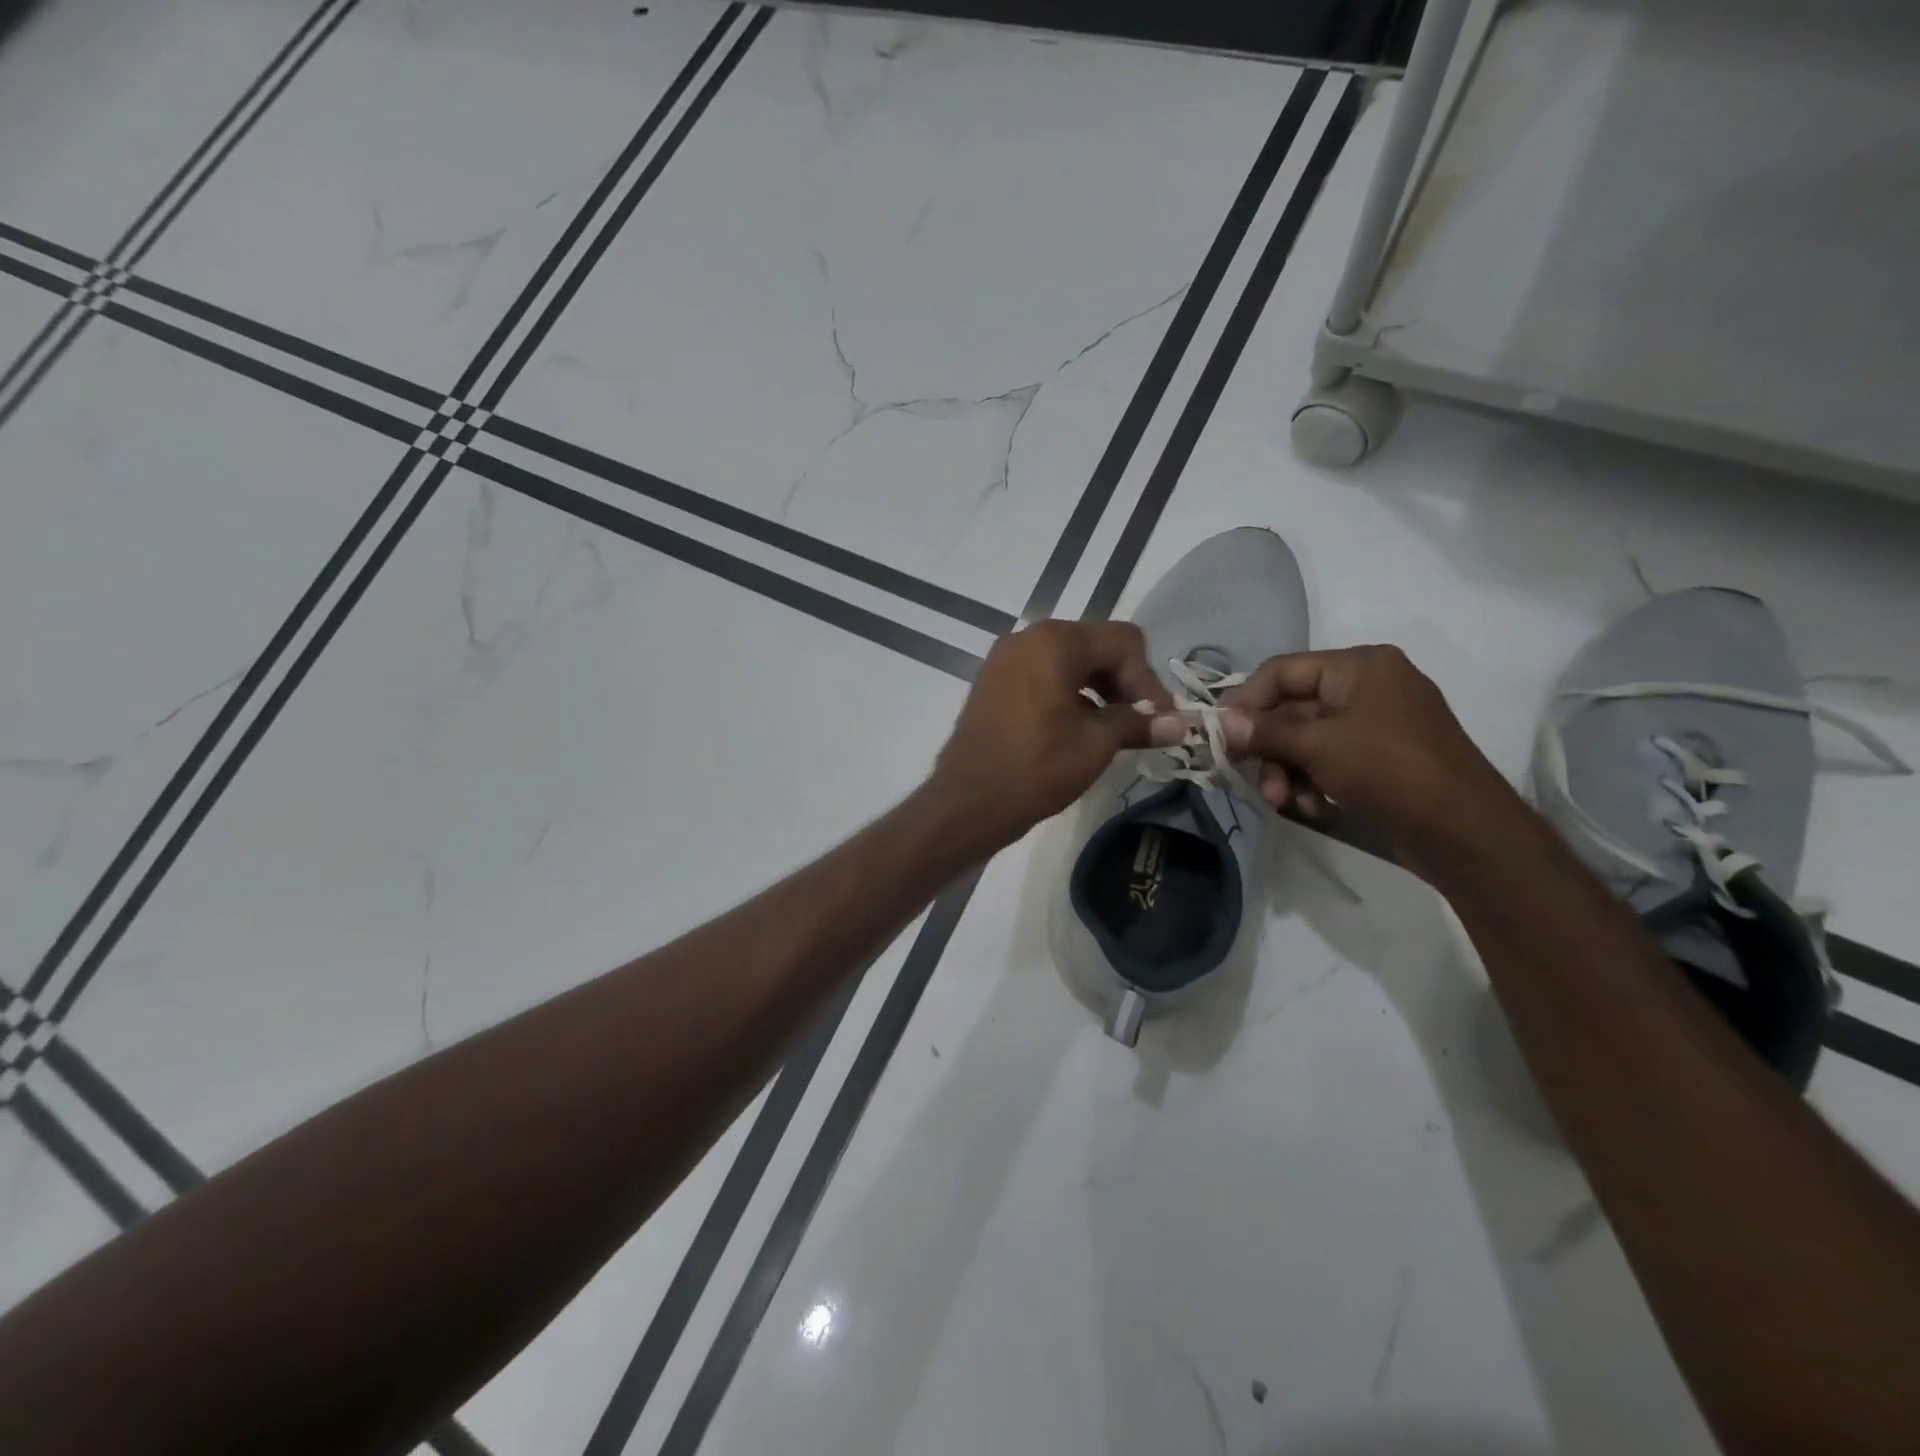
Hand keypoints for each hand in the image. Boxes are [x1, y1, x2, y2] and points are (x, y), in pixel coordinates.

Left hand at [931, 620, 1173, 849]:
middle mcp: (1028, 637)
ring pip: (1070, 660)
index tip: (1160, 720)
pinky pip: (1044, 673)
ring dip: (1099, 688)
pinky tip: (1078, 728)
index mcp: (1055, 641)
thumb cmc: (1035, 768)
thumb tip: (1181, 724)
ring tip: (1112, 729)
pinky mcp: (994, 680)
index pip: (1124, 642)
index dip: (1148, 680)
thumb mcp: (1095, 745)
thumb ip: (1138, 724)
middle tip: (1140, 724)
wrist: (967, 802)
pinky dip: (1069, 693)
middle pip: (1096, 645)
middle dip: (1124, 682)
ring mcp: (1006, 658)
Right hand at [1216, 646, 1519, 868]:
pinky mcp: (1380, 758)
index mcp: (1359, 666)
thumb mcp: (1320, 746)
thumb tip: (1222, 723)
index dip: (1246, 700)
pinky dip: (1313, 781)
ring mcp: (1376, 723)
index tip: (1218, 732)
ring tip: (1284, 801)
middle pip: (1293, 709)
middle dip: (1269, 748)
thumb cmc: (1389, 769)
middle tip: (1247, 776)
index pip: (1283, 671)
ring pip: (1307, 739)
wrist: (1464, 830)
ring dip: (1287, 770)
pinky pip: (1330, 759)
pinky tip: (1313, 807)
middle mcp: (1367, 686)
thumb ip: (1267, 732)